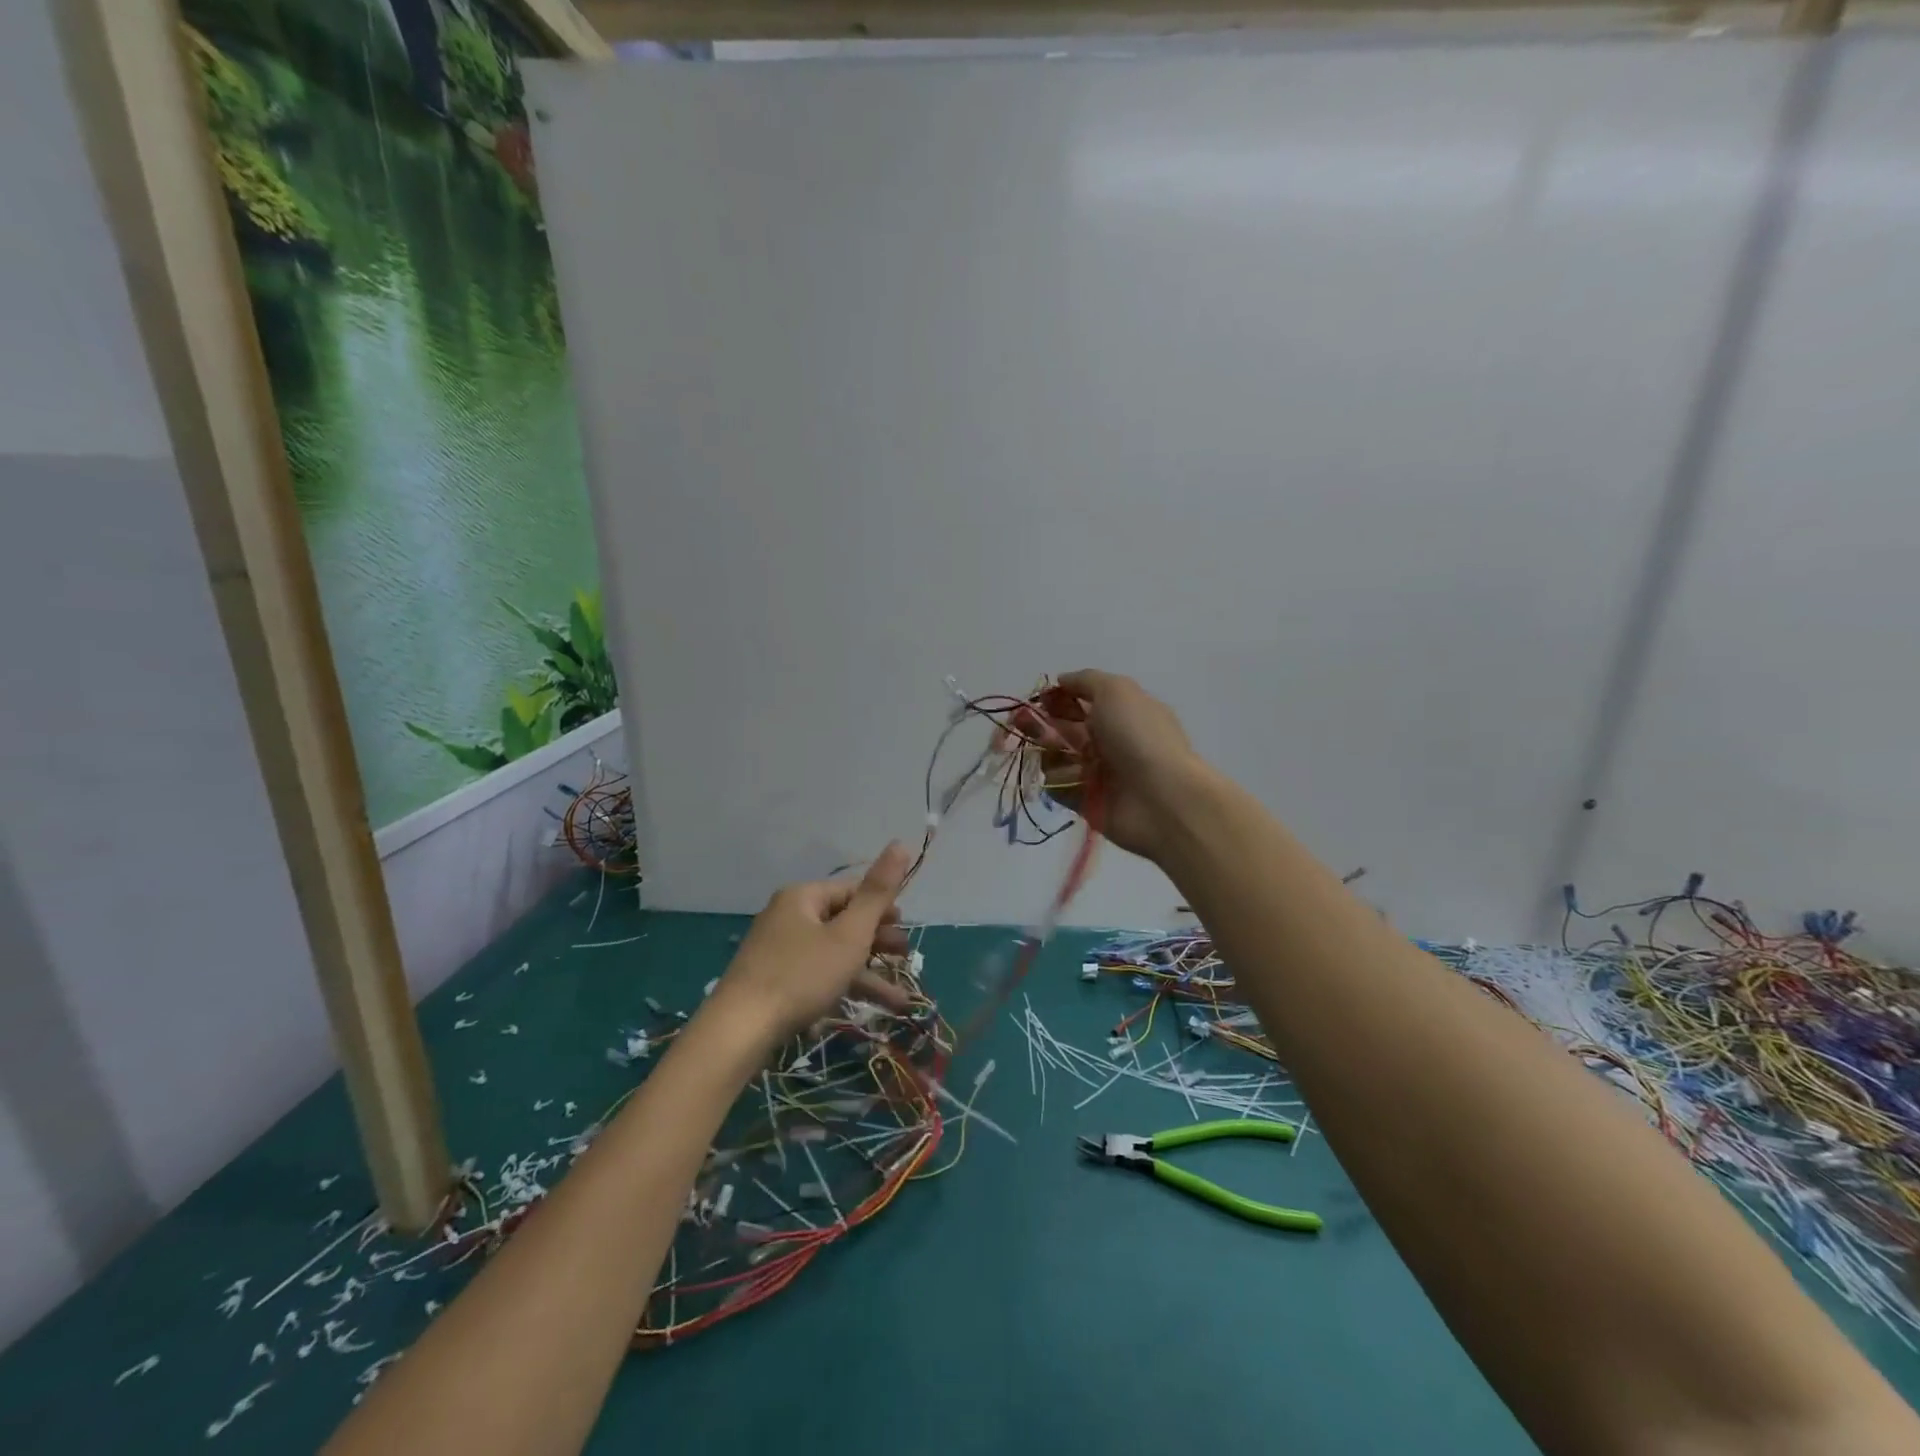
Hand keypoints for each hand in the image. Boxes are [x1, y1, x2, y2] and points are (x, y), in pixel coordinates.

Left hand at [710, 842, 915, 1043]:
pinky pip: (819, 976)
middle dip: (878, 940)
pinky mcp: (776, 982)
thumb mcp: (849, 934)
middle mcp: (788, 918)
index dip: (881, 905)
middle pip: (843, 921)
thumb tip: (901, 843)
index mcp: (803, 897)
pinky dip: (845, 988)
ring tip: (900, 998)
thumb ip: (878, 892)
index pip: (851, 890)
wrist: (740, 1030)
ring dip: (869, 973)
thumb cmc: (802, 974)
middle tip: (904, 956)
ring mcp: (780, 952)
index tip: (905, 927)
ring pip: (834, 954)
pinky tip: (868, 1012)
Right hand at [1022, 670, 1209, 860]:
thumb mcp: (1116, 691)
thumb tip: (1061, 679)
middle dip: (1041, 722)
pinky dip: (1060, 780)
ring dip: (1048, 751)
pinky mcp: (1084, 800)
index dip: (1058, 697)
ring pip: (1054, 756)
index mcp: (1119, 712)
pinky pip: (1057, 785)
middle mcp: (1106, 740)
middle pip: (1062, 728)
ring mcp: (1095, 771)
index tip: (1042, 697)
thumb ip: (1086, 680)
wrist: (1161, 798)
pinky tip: (1073, 780)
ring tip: (1059, 754)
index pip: (1079, 700)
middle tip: (1024, 721)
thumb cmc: (1139, 736)